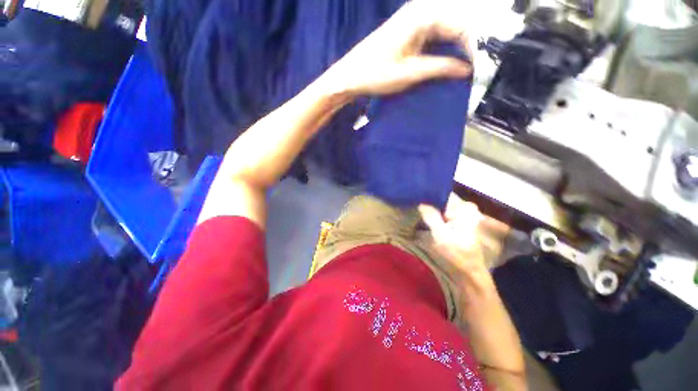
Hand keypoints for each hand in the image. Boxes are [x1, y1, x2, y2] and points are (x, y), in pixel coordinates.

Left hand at [322, 0, 472, 96]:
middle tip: (476, 67)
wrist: (351, 75)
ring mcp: (413, 20)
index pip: (460, 26)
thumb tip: (467, 69)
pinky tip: (447, 60)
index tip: (480, 67)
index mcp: (422, 15)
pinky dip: (443, 48)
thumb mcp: (411, 72)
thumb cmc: (376, 73)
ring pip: (446, 29)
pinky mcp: (408, 31)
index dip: (473, 47)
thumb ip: (441, 67)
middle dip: (468, 45)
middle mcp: (420, 11)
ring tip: (465, 66)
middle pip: (455, 24)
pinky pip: (434, 35)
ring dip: (456, 47)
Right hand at [418, 194, 509, 279]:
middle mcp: (465, 207)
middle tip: (414, 200)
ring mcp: (463, 214)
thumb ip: (430, 215)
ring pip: (442, 205)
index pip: (443, 193)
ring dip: (431, 206)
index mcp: (463, 208)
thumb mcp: (440, 234)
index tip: (416, 193)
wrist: (469, 270)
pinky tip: (425, 215)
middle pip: (442, 198)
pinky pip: (444, 211)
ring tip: (417, 206)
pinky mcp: (460, 220)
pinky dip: (435, 213)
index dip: (429, 192)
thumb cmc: (456, 252)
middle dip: (429, 199)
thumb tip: (420, 201)